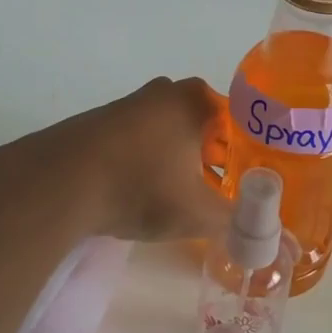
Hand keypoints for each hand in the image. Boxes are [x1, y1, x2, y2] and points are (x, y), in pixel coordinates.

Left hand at [0, 77, 229, 242]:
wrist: (59, 182)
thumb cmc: (141, 187)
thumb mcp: (198, 213)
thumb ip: (237, 224)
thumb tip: (272, 240)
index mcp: (194, 101)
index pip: (235, 117)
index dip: (242, 150)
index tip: (241, 179)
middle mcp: (162, 93)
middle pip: (199, 121)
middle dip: (208, 153)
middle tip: (211, 186)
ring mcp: (125, 104)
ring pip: (164, 129)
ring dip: (173, 157)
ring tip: (172, 194)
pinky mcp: (95, 122)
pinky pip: (133, 138)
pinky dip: (141, 159)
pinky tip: (134, 190)